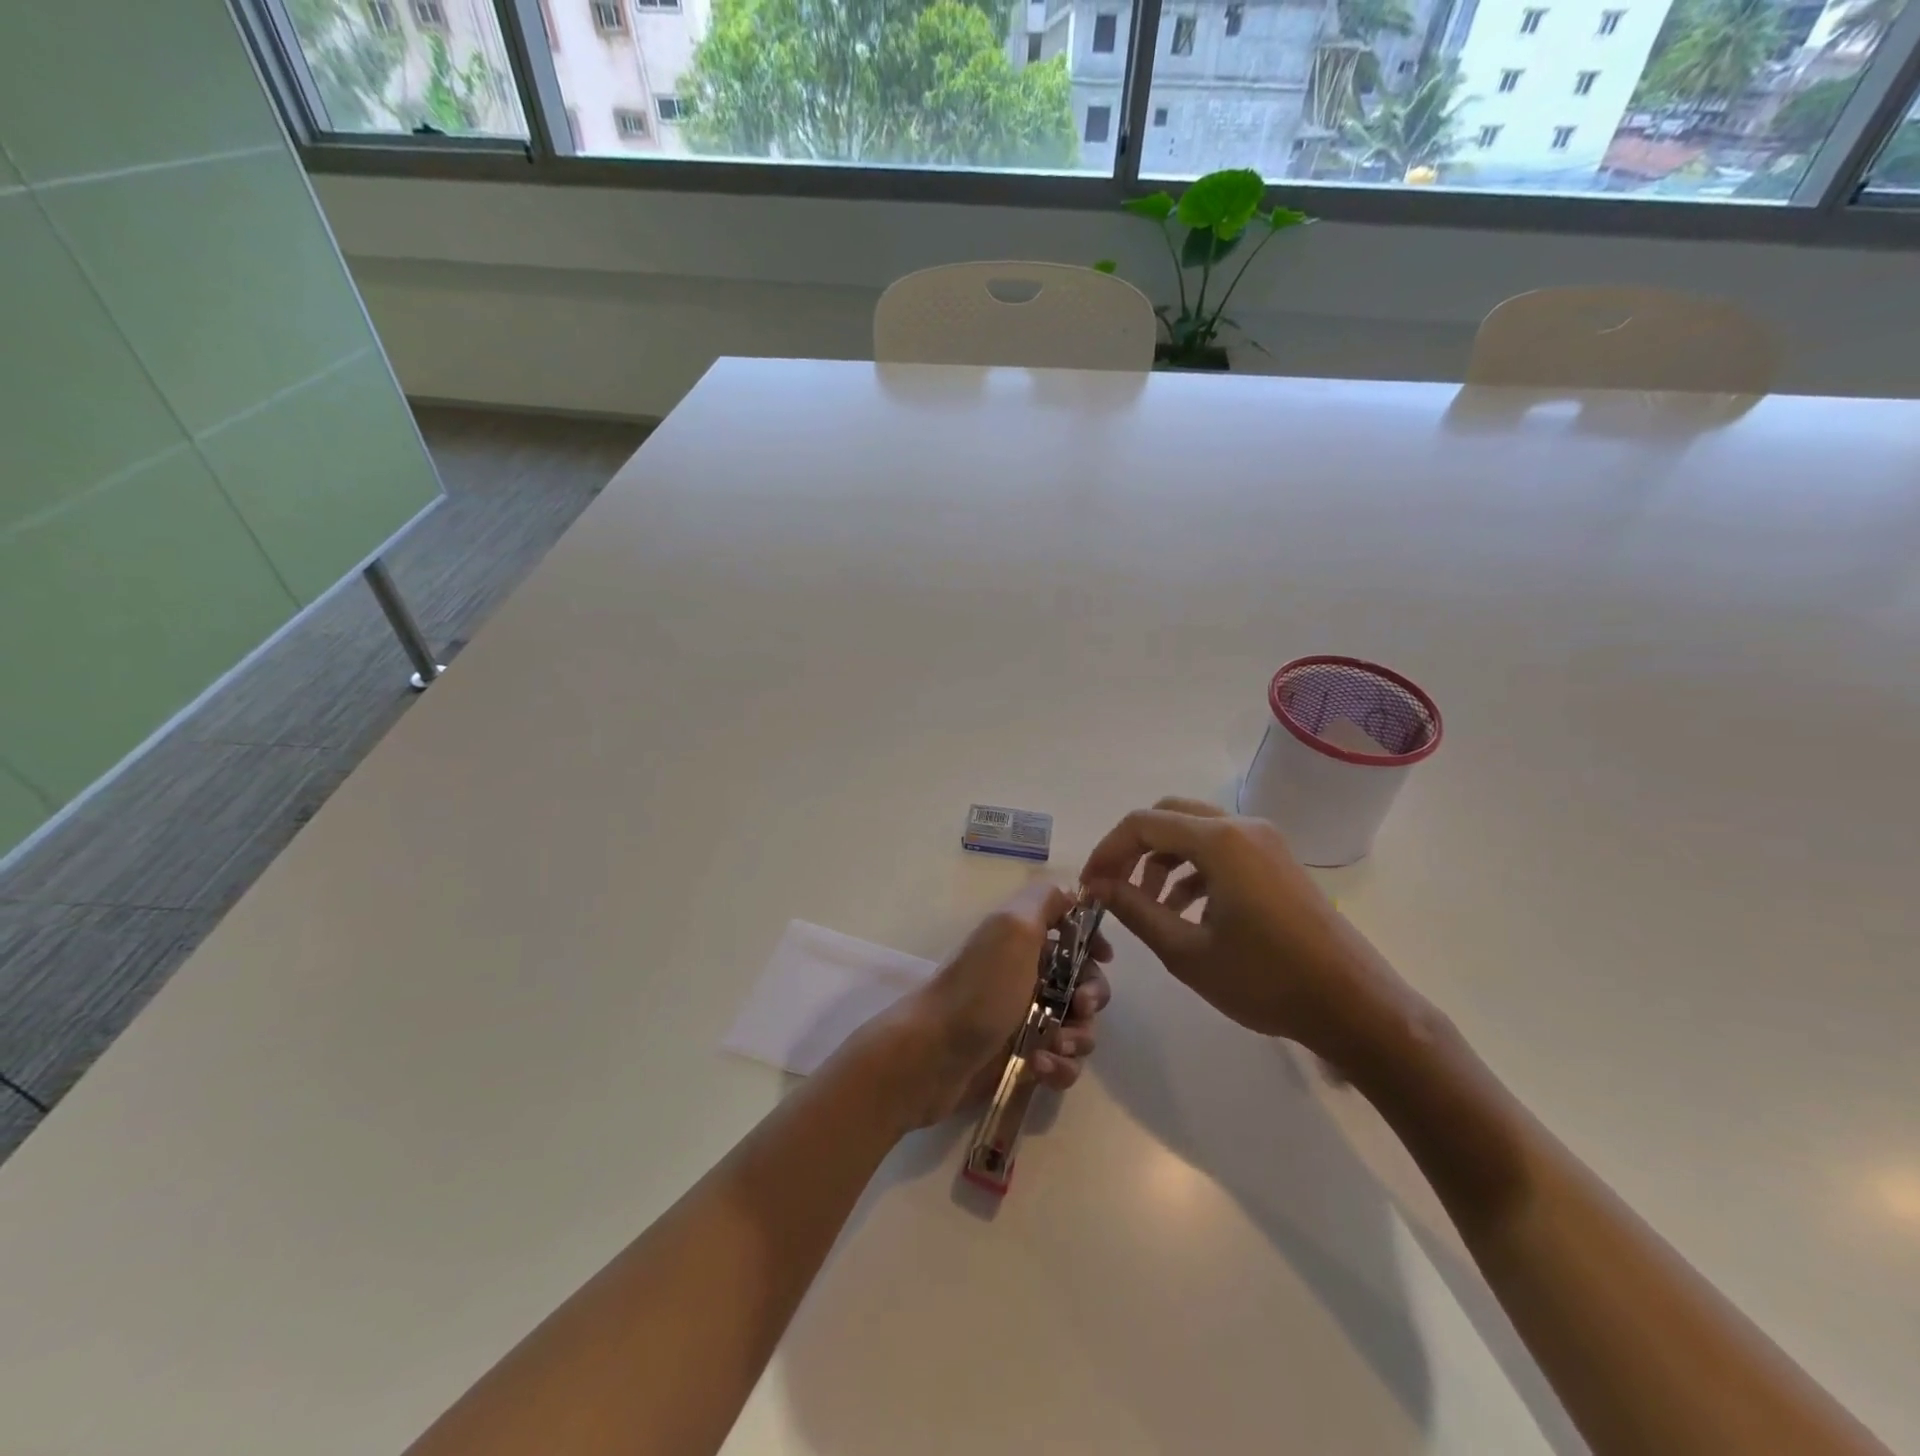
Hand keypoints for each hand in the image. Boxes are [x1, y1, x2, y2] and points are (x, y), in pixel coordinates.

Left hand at [871, 882, 1111, 1130]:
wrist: (932, 1056)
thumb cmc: (979, 989)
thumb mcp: (1012, 928)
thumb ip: (1044, 901)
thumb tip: (1072, 894)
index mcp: (1023, 940)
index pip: (1070, 932)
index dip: (1091, 942)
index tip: (1103, 958)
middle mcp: (1026, 975)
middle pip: (1083, 981)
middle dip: (1092, 996)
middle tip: (1080, 1007)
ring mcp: (1025, 1019)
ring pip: (1078, 1025)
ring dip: (1078, 1037)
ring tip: (1053, 1046)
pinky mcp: (1023, 1059)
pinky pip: (1062, 1062)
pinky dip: (1060, 1066)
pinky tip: (1039, 1068)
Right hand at [1080, 797, 1413, 1069]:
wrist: (1354, 1006)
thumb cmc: (1265, 981)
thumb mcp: (1187, 952)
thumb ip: (1135, 911)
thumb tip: (1099, 888)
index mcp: (1219, 841)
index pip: (1142, 824)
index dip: (1107, 851)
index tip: (1090, 888)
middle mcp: (1242, 827)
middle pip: (1168, 816)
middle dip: (1132, 848)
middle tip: (1113, 887)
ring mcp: (1264, 841)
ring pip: (1194, 831)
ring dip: (1161, 859)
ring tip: (1146, 905)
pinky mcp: (1277, 861)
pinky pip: (1221, 848)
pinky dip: (1192, 868)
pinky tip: (1183, 909)